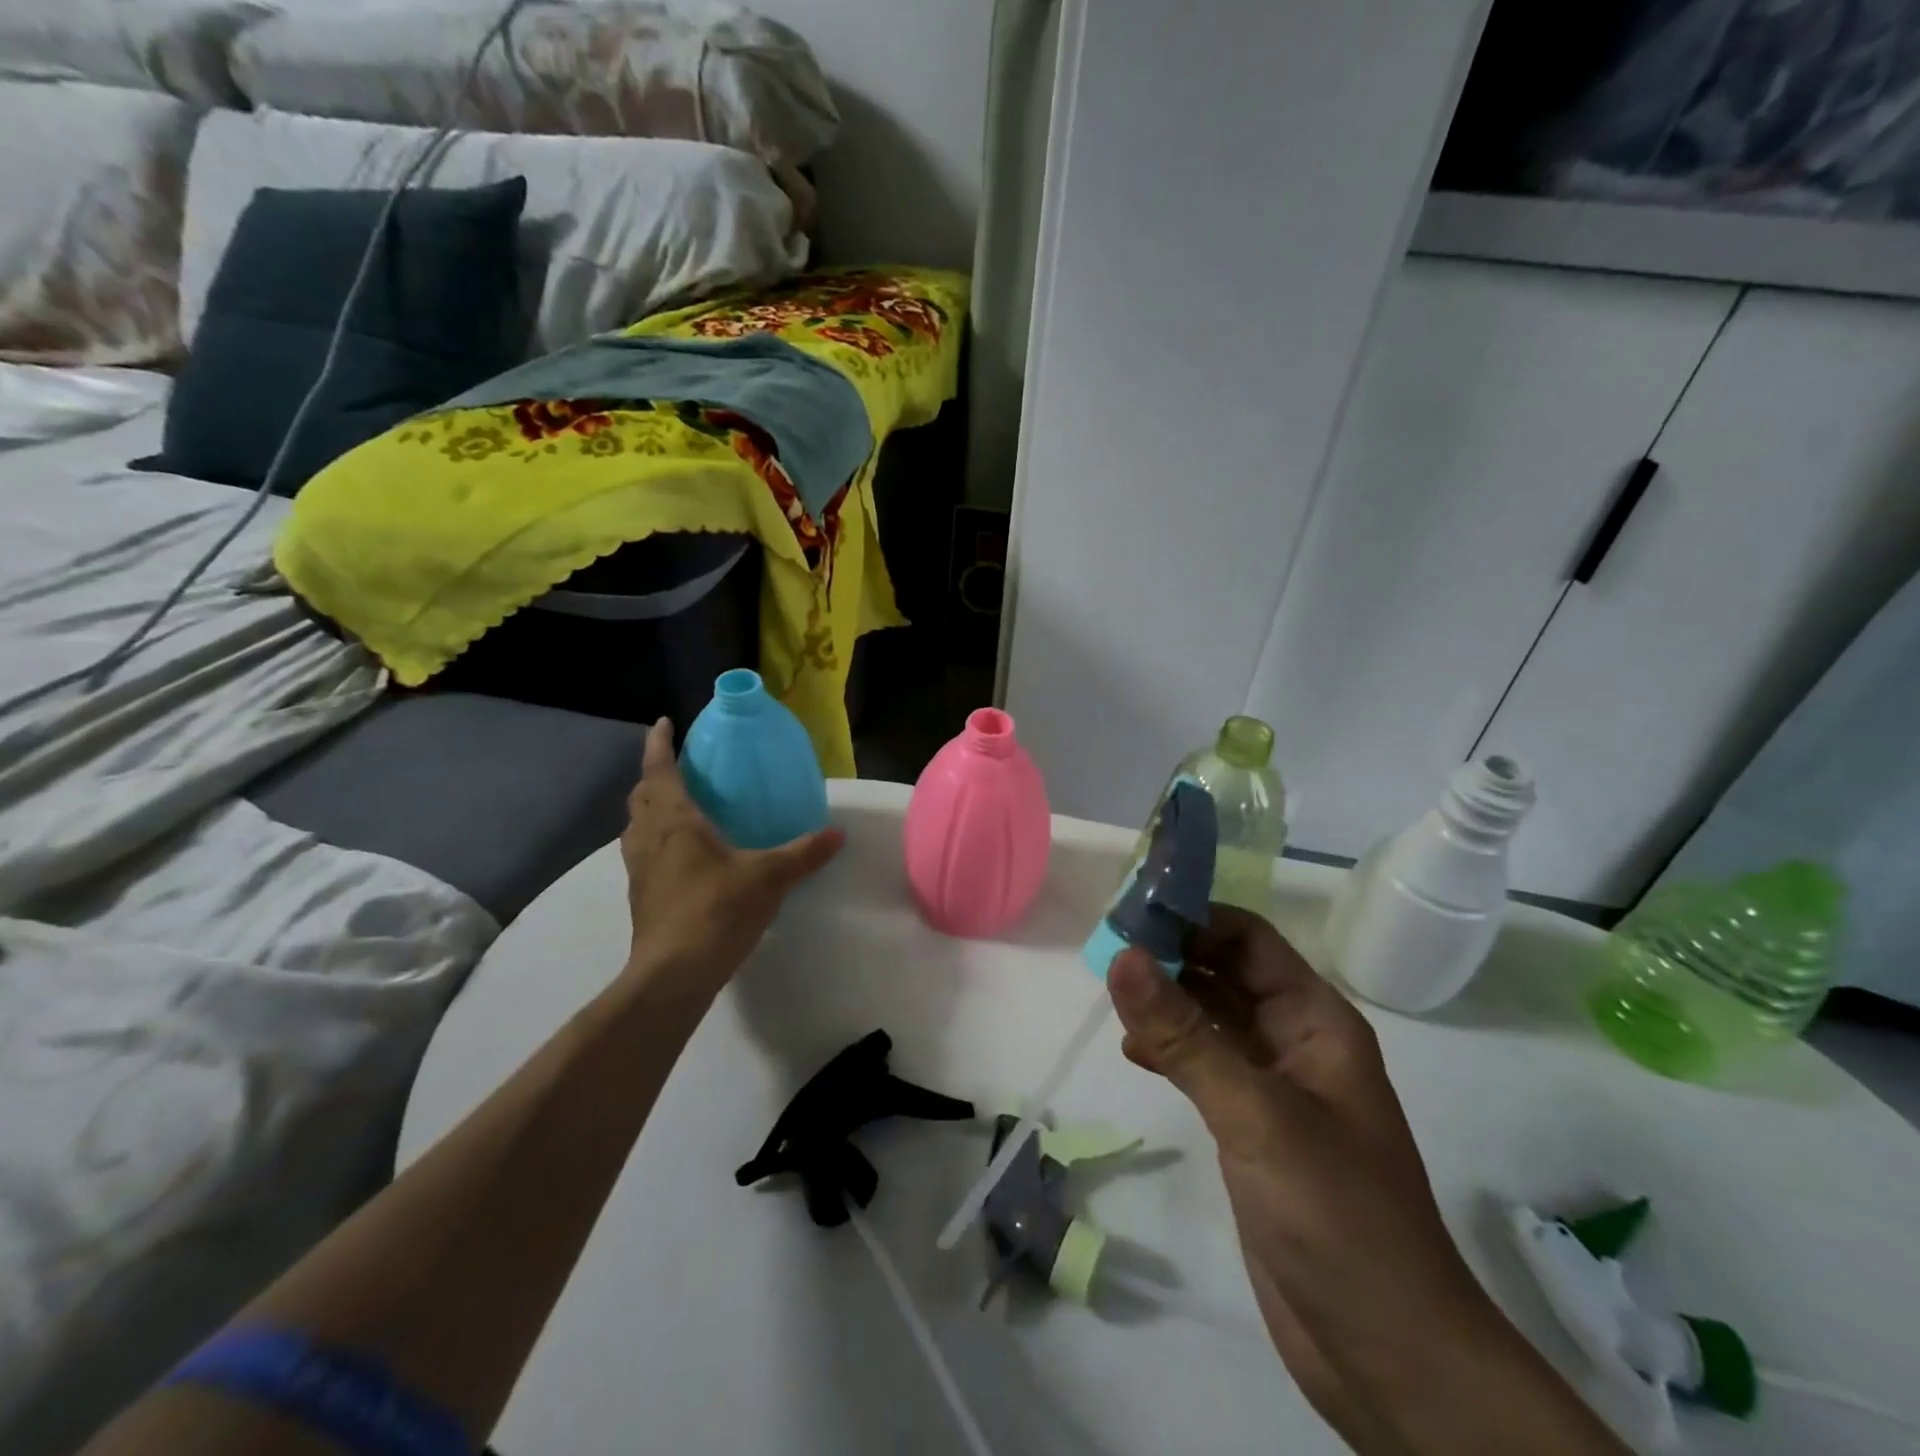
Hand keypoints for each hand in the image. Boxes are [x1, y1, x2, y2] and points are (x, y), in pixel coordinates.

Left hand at [618, 718, 841, 1003]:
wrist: (673, 974)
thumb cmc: (716, 910)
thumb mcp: (769, 877)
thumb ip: (804, 853)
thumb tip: (837, 834)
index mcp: (674, 821)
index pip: (660, 770)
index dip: (659, 744)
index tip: (663, 723)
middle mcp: (648, 838)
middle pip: (642, 796)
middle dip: (655, 776)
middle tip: (681, 767)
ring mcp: (639, 870)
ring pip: (637, 827)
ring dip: (651, 809)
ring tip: (679, 808)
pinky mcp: (642, 897)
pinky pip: (644, 853)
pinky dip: (656, 840)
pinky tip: (684, 856)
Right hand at [1106, 908, 1623, 1455]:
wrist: (1388, 1354)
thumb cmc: (1337, 1215)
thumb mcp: (1255, 1114)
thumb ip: (1185, 1036)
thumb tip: (1122, 956)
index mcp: (1316, 1021)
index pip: (1248, 939)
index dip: (1193, 918)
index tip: (1129, 914)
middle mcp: (1295, 1042)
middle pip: (1226, 973)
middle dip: (1172, 957)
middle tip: (1105, 951)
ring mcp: (1273, 1087)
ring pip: (1211, 1019)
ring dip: (1165, 1003)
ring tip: (1112, 998)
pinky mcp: (1251, 1128)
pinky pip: (1204, 1066)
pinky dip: (1169, 1050)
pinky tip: (1134, 1052)